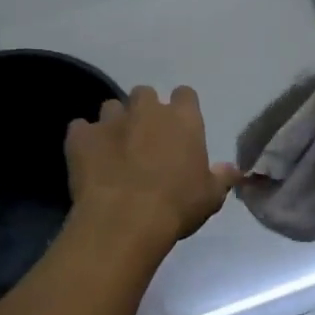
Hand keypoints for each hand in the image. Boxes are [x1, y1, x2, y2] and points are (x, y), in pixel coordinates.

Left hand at [66, 86, 239, 248]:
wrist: (124, 220)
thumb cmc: (176, 206)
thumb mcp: (210, 196)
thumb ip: (221, 177)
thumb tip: (234, 169)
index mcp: (182, 119)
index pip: (185, 95)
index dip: (181, 108)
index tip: (179, 128)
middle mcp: (146, 110)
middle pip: (145, 94)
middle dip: (144, 111)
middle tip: (144, 140)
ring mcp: (110, 120)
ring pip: (111, 108)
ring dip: (114, 123)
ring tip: (114, 150)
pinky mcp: (80, 136)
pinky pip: (80, 129)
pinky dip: (84, 140)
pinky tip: (87, 159)